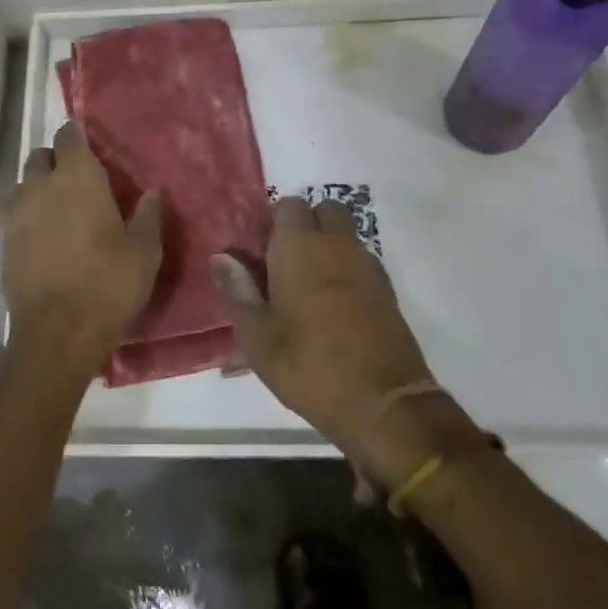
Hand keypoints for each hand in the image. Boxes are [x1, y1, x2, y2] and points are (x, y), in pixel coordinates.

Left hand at [0, 121, 162, 380]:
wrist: (58, 332)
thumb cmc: (108, 283)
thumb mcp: (144, 251)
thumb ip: (149, 215)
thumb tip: (153, 192)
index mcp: (77, 177)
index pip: (69, 136)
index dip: (77, 135)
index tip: (88, 142)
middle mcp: (40, 186)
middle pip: (39, 156)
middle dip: (55, 160)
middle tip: (76, 178)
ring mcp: (16, 214)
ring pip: (22, 184)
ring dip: (36, 187)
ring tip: (55, 206)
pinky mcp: (3, 243)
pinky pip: (12, 215)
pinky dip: (26, 215)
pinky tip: (41, 235)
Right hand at [212, 198, 445, 465]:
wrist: (384, 403)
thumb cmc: (309, 366)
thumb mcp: (257, 337)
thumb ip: (237, 291)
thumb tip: (220, 257)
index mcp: (301, 246)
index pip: (288, 205)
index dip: (273, 223)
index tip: (260, 252)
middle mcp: (337, 244)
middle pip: (323, 211)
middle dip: (305, 226)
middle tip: (285, 263)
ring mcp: (367, 264)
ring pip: (345, 235)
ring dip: (327, 246)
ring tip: (307, 287)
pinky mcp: (387, 289)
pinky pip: (361, 261)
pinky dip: (347, 269)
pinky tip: (334, 306)